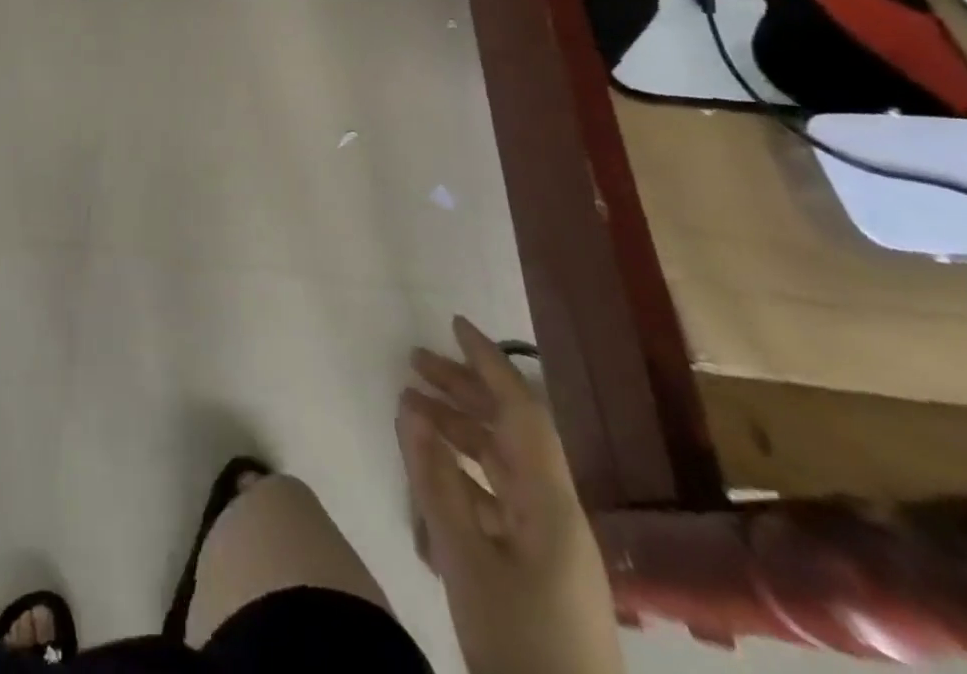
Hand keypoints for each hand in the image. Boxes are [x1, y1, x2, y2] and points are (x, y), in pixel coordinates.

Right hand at [397, 317, 621, 673]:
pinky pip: (498, 497)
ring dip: (458, 429)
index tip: (454, 325)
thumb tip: (411, 409)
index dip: (489, 362)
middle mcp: (555, 512)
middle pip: (510, 431)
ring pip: (502, 463)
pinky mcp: (539, 568)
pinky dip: (464, 472)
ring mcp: (550, 542)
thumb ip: (435, 479)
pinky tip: (433, 470)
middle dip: (463, 389)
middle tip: (414, 360)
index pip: (521, 411)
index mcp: (550, 504)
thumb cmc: (519, 644)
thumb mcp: (464, 558)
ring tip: (411, 409)